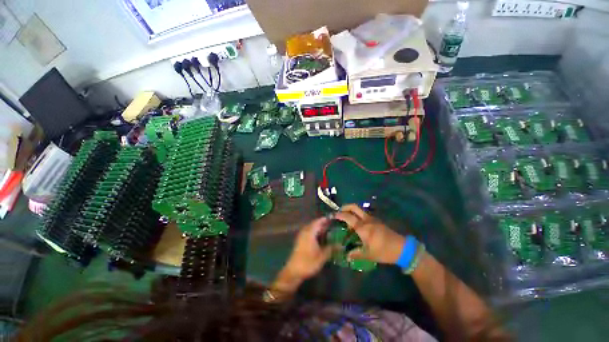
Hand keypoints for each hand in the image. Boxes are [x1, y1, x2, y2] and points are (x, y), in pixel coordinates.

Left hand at [272, 217, 333, 293]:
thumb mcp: (322, 256)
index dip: (325, 219)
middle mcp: (305, 232)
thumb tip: (341, 245)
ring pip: (311, 228)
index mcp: (310, 232)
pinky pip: (308, 232)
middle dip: (322, 223)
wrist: (294, 271)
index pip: (318, 222)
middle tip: (331, 224)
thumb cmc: (308, 262)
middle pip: (314, 224)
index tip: (332, 218)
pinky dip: (314, 232)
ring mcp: (301, 236)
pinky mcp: (300, 241)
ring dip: (318, 228)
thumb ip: (331, 249)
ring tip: (327, 229)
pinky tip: (319, 237)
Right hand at [335, 204, 405, 263]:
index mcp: (362, 227)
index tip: (332, 215)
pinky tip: (357, 223)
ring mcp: (372, 218)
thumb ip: (356, 254)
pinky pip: (364, 214)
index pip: (348, 217)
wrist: (402, 248)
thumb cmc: (384, 251)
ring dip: (351, 210)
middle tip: (339, 211)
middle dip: (345, 207)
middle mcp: (366, 219)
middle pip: (353, 207)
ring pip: (359, 209)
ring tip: (346, 217)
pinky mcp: (377, 220)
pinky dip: (357, 214)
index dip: (339, 215)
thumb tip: (346, 256)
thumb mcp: (369, 255)